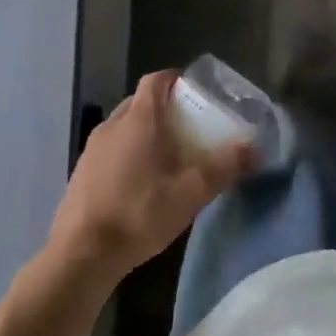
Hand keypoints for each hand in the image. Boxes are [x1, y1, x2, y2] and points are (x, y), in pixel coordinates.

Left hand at [50, 71, 252, 278]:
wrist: (81, 255)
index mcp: (139, 119)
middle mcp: (112, 125)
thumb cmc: (140, 212)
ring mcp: (92, 150)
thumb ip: (225, 166)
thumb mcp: (192, 192)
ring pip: (123, 128)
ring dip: (144, 133)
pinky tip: (140, 184)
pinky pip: (110, 151)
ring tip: (167, 156)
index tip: (196, 92)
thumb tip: (254, 149)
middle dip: (164, 109)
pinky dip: (127, 155)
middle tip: (189, 127)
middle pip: (140, 102)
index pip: (156, 80)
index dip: (176, 80)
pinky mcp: (80, 174)